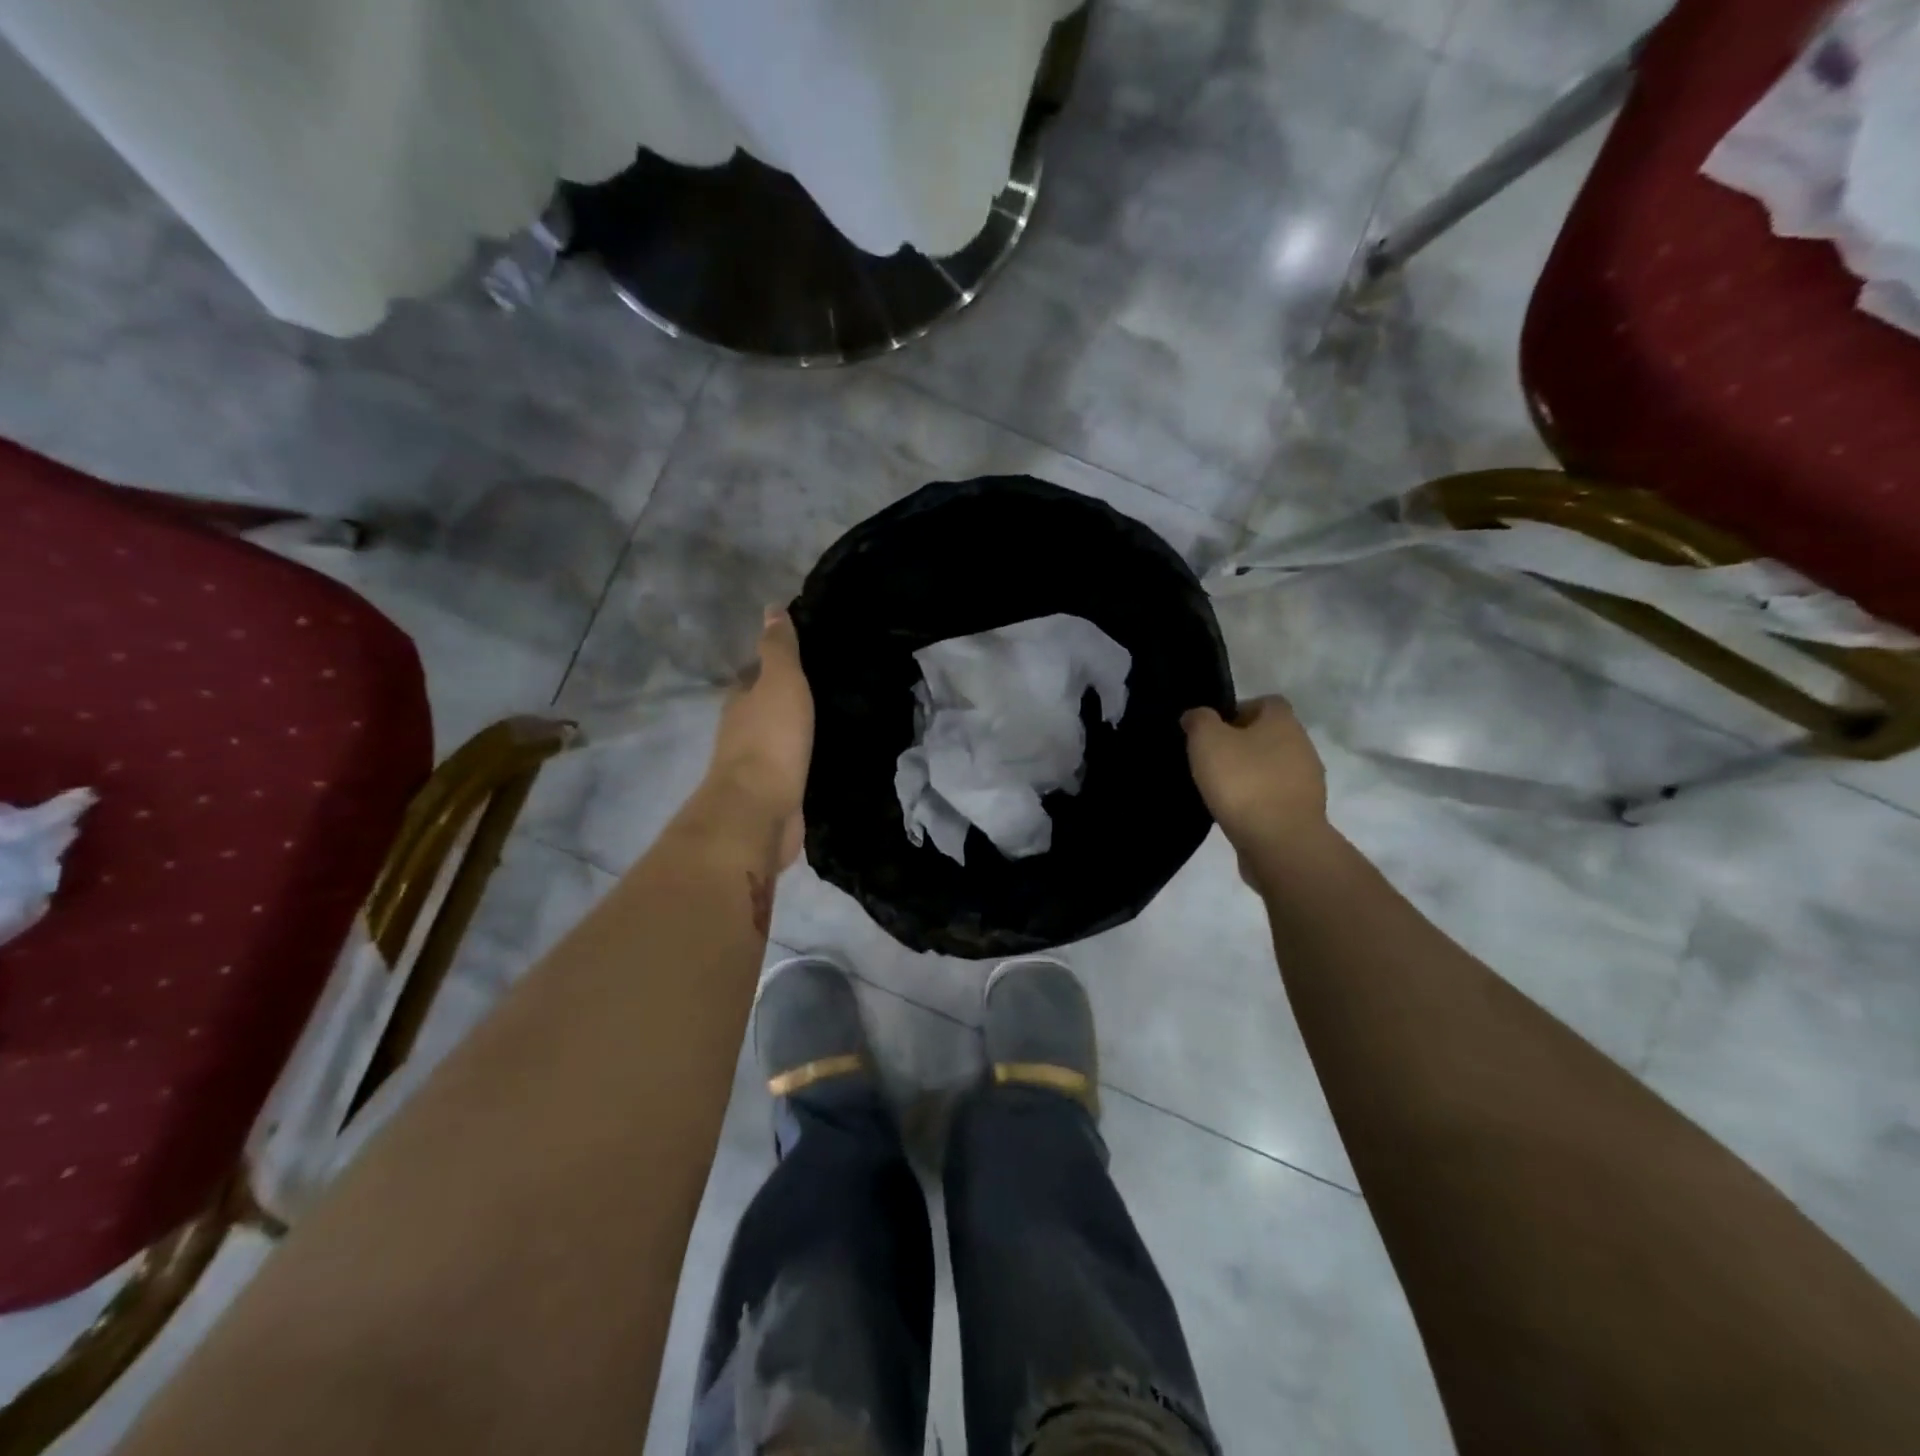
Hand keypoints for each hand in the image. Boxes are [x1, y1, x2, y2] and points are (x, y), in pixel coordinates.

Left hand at [705, 607, 814, 867]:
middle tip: (828, 685)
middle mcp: (743, 730)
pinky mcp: (774, 792)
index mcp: (741, 700)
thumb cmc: (770, 739)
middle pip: (764, 706)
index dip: (774, 662)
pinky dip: (805, 757)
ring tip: (834, 717)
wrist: (760, 810)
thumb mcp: (780, 682)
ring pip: (779, 737)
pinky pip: (792, 766)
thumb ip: (779, 649)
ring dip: (798, 728)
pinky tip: (826, 754)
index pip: (755, 673)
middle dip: (788, 696)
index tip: (805, 654)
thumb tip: (772, 609)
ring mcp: (757, 764)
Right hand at [1181, 697, 1326, 855]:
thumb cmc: (1243, 781)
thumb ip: (1199, 720)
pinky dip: (1258, 800)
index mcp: (1283, 721)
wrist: (1280, 843)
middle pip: (1269, 736)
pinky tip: (1236, 813)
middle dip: (1242, 745)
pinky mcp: (1304, 812)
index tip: (1213, 731)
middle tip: (1211, 760)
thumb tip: (1197, 715)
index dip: (1237, 711)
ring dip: (1250, 774)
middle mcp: (1302, 745)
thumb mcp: (1207, 741)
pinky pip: (1275, 797)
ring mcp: (1307, 781)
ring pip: (1273, 767)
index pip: (1265, 702)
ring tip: (1220, 790)